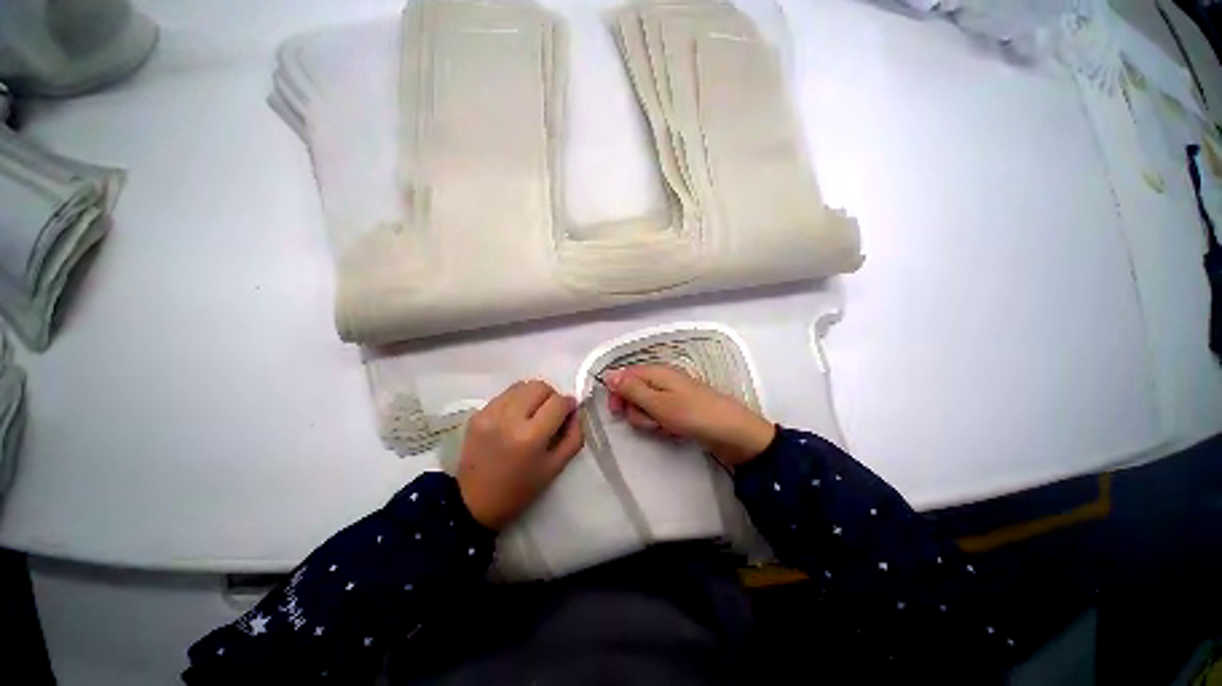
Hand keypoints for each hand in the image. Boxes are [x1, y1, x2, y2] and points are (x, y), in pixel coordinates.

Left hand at [457, 380, 583, 529]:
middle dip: (551, 396)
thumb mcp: (556, 467)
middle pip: (540, 387)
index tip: (568, 413)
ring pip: (522, 386)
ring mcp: (490, 414)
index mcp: (531, 437)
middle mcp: (509, 419)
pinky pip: (505, 394)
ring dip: (533, 395)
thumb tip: (575, 411)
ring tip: (531, 414)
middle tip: (550, 413)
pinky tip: (514, 419)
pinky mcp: (477, 414)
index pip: (558, 402)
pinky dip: (516, 401)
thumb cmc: (520, 488)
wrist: (474, 502)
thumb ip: (573, 436)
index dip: (568, 404)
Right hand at [603, 365, 774, 468]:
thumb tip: (608, 375)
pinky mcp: (678, 410)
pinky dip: (661, 424)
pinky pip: (659, 415)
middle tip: (650, 420)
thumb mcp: (658, 402)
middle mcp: (662, 380)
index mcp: (657, 372)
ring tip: (664, 426)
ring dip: (648, 419)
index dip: (617, 392)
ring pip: (645, 406)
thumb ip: (632, 389)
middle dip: (636, 409)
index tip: (616, 411)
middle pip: (634, 392)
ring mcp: (671, 396)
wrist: (733, 434)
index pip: (625, 375)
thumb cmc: (693, 415)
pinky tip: (672, 431)